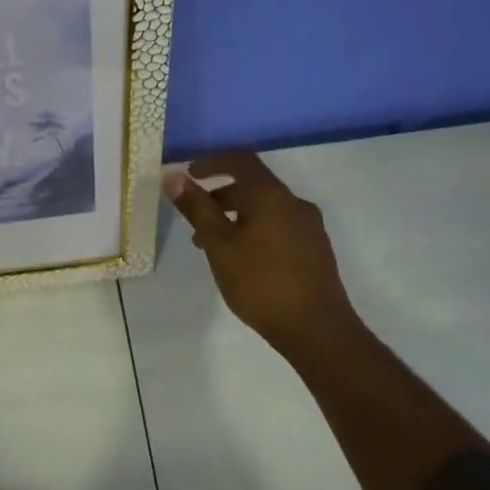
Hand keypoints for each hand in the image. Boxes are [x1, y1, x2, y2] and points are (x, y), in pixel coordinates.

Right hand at [163, 152, 357, 353]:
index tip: (189, 174)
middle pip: (253, 186)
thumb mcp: (218, 244)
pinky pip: (278, 227)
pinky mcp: (314, 250)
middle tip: (194, 217)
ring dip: (235, 217)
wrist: (316, 329)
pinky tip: (241, 260)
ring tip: (210, 245)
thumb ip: (196, 208)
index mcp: (271, 195)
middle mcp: (294, 203)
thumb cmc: (260, 281)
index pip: (241, 161)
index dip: (212, 162)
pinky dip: (253, 230)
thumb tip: (173, 176)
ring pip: (265, 209)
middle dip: (220, 196)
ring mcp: (309, 227)